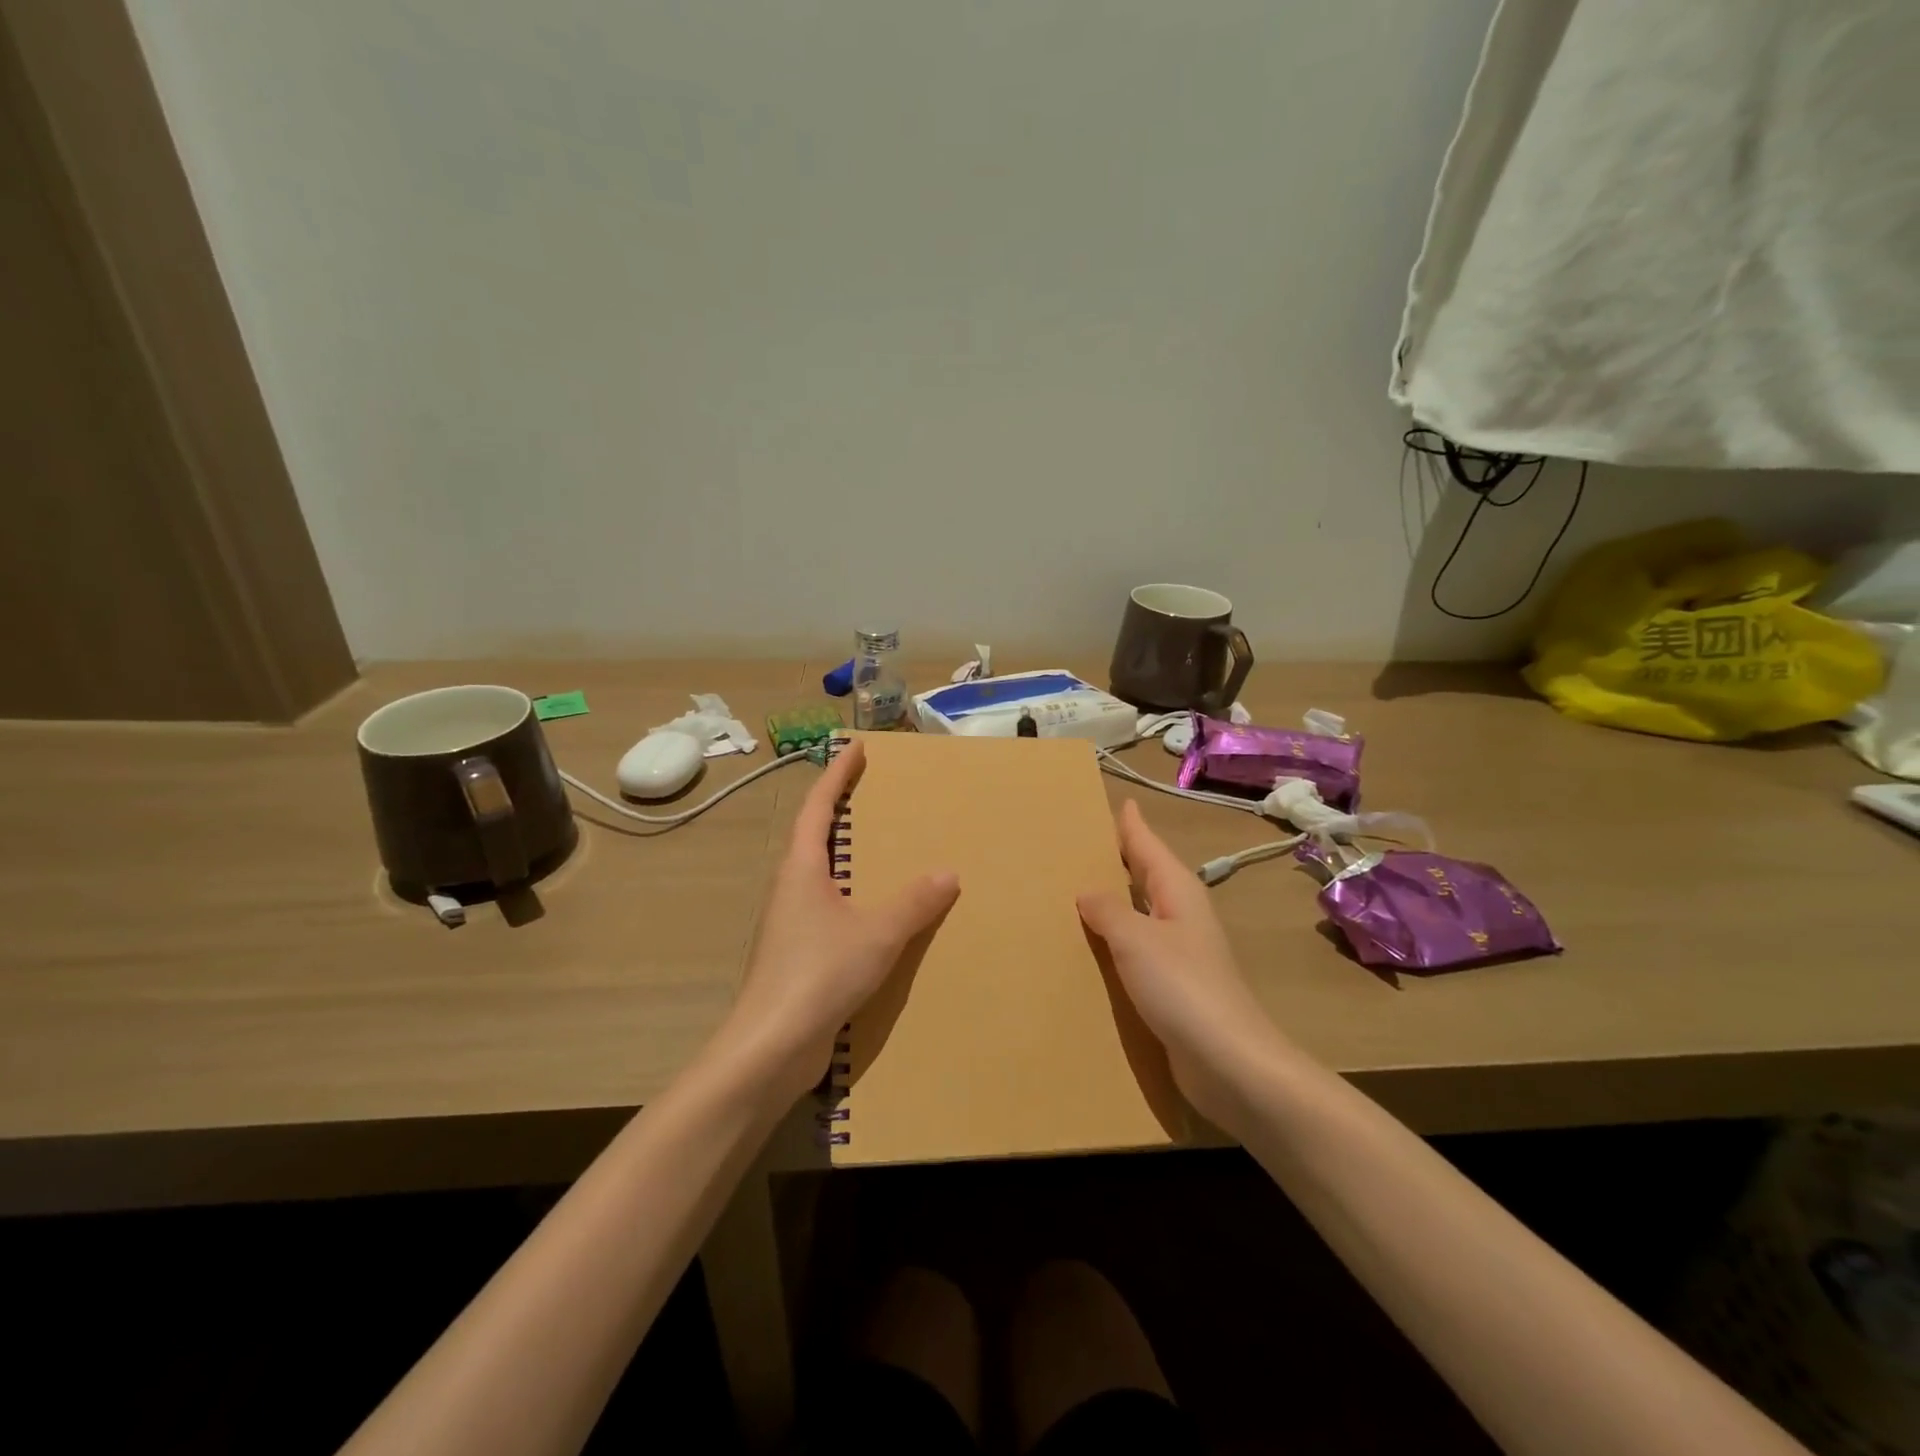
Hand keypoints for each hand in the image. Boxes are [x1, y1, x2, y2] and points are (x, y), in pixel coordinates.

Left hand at [723, 740, 959, 1103]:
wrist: (771, 1047)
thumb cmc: (819, 973)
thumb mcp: (878, 932)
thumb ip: (915, 902)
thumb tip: (947, 873)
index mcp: (801, 869)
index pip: (818, 806)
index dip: (837, 774)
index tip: (855, 748)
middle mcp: (790, 889)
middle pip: (814, 838)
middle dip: (840, 813)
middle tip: (875, 797)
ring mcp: (790, 925)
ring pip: (821, 878)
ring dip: (846, 860)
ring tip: (883, 854)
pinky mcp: (797, 957)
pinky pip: (830, 912)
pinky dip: (854, 900)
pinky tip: (878, 918)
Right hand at [1077, 800, 1286, 1130]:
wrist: (1230, 1063)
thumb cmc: (1183, 988)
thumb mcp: (1136, 939)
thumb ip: (1108, 910)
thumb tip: (1088, 891)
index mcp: (1177, 890)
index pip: (1147, 844)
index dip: (1130, 824)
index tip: (1117, 800)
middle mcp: (1181, 913)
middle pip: (1146, 874)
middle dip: (1118, 857)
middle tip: (1079, 842)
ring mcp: (1180, 951)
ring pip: (1140, 912)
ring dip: (1114, 900)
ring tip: (1074, 890)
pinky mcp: (1175, 986)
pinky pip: (1138, 948)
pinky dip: (1116, 939)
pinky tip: (1093, 948)